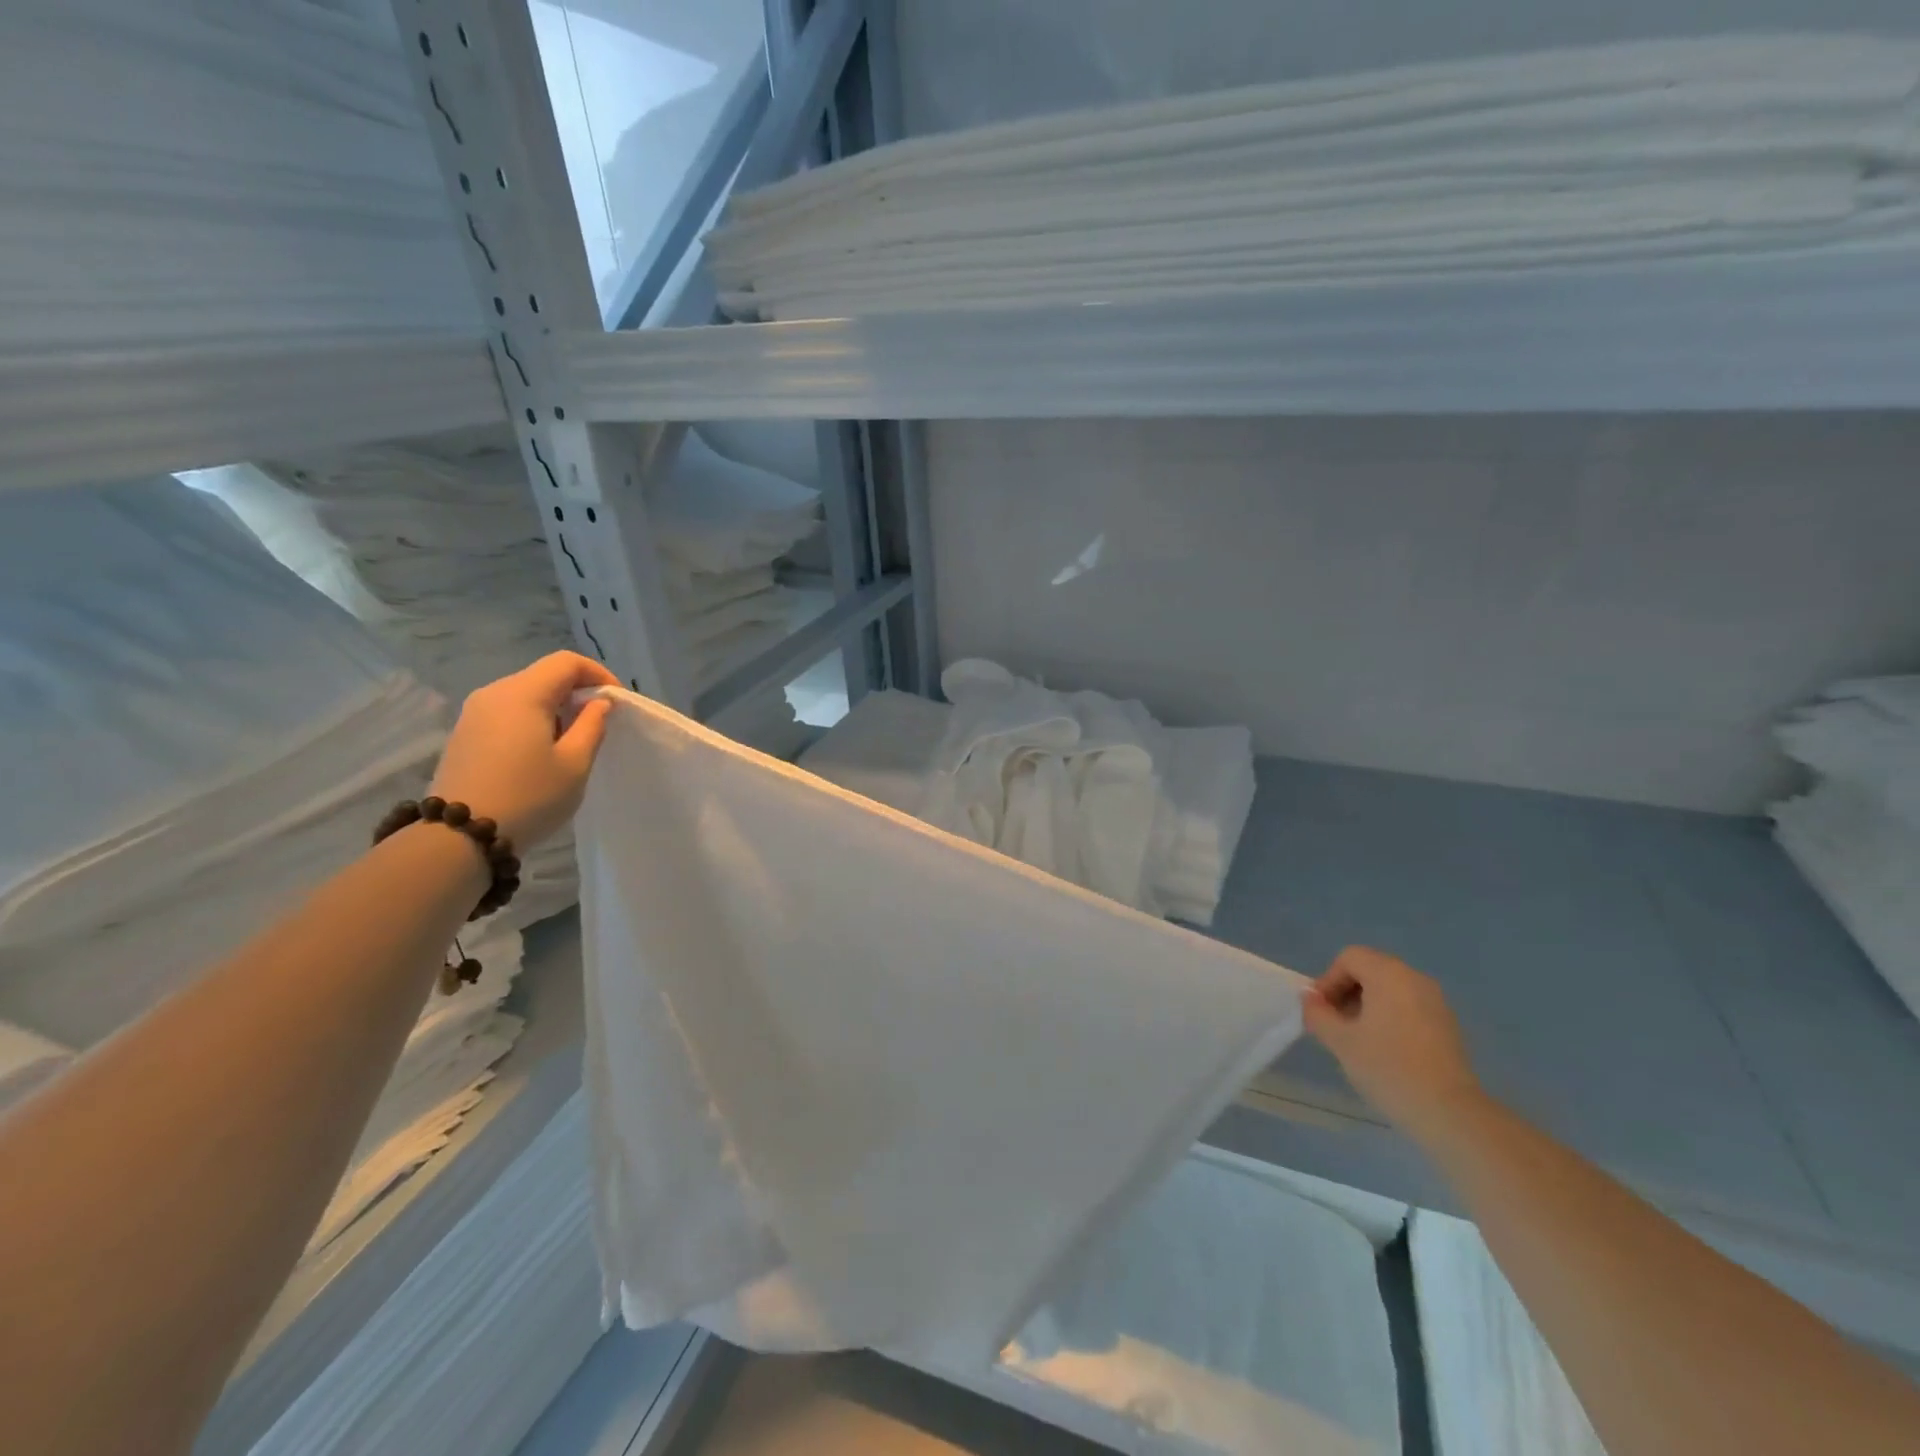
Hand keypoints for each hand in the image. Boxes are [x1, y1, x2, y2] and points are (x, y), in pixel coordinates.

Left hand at [428, 652, 618, 848]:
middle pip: (544, 675)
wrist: (458, 837)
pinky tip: (542, 751)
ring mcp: (474, 714)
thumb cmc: (528, 797)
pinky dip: (533, 720)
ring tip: (574, 740)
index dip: (598, 674)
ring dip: (556, 707)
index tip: (617, 702)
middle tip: (600, 722)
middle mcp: (494, 693)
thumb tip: (598, 703)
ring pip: (525, 694)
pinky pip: (507, 712)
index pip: (566, 662)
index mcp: (523, 694)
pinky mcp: (465, 734)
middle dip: (577, 691)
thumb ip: (592, 725)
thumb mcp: (575, 763)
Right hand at [1303, 946, 1484, 1144]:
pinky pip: (1409, 1006)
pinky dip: (1391, 1017)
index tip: (1321, 1011)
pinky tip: (1385, 1050)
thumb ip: (1317, 1013)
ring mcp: (1436, 1002)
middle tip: (1335, 1024)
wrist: (1450, 1113)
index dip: (1328, 980)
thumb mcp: (1340, 1041)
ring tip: (1358, 1039)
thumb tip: (1310, 999)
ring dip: (1368, 1005)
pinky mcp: (1448, 1025)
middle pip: (1371, 969)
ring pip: (1390, 989)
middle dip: (1347, 991)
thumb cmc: (1388, 1068)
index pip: (1349, 958)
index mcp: (1389, 974)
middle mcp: (1415, 979)